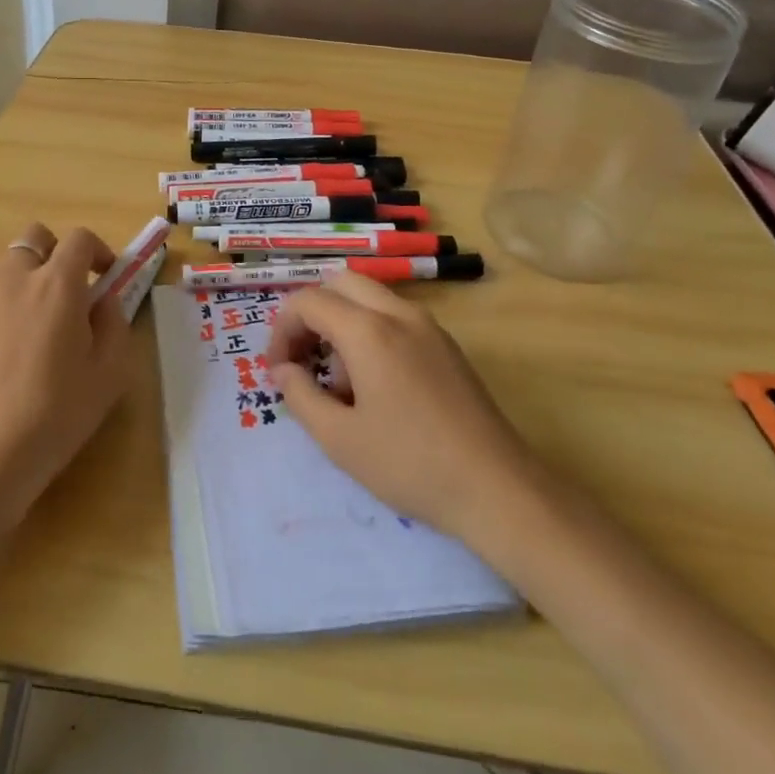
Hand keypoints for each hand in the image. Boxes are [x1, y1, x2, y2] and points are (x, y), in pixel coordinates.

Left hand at [0, 223, 137, 535]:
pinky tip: (5, 346)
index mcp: (56, 285)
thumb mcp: (109, 374)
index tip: (105, 277)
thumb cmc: (54, 416)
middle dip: (56, 254)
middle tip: (68, 293)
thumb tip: (102, 300)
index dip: (99, 251)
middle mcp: (13, 276)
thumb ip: (114, 323)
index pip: (80, 239)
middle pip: (36, 238)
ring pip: (6, 265)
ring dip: (26, 277)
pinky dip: (0, 302)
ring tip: (35, 323)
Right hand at [268, 272, 527, 542]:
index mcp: (369, 331)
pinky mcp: (448, 347)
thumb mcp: (339, 439)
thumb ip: (299, 396)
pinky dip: (371, 333)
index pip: (309, 301)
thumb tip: (282, 371)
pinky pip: (396, 318)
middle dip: (312, 314)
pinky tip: (376, 387)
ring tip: (340, 383)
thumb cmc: (410, 464)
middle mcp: (400, 315)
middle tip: (302, 359)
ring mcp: (429, 327)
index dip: (282, 330)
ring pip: (371, 298)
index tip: (277, 370)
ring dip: (342, 323)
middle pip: (341, 284)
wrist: (497, 489)